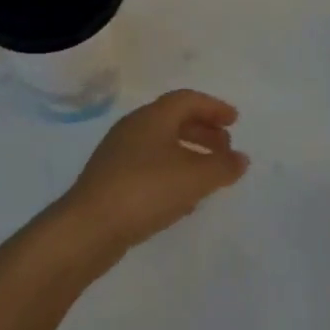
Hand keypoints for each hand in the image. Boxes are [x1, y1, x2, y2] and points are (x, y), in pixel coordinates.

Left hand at [60, 90, 249, 256]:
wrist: (88, 228)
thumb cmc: (146, 190)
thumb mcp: (194, 178)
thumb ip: (222, 166)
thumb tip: (241, 159)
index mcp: (152, 117)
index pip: (187, 100)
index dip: (213, 107)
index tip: (235, 121)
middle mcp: (133, 129)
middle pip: (174, 120)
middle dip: (203, 131)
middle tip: (226, 148)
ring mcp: (118, 155)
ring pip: (161, 146)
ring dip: (189, 155)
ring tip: (209, 175)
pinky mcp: (110, 182)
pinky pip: (149, 168)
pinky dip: (172, 174)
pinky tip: (184, 200)